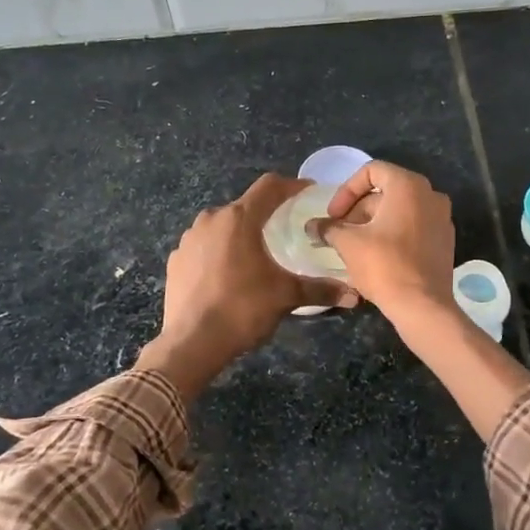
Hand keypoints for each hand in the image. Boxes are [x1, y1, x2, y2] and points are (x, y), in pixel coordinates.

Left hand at [138, 175, 356, 396]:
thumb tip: (354, 294)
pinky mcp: (175, 260)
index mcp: (239, 219)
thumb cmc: (242, 309)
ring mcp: (188, 239)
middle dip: (265, 215)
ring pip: (221, 226)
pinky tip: (226, 275)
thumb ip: (320, 289)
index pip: (270, 187)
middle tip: (283, 230)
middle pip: (244, 207)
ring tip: (255, 255)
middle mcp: (210, 219)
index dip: (292, 185)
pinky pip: (203, 246)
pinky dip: (218, 253)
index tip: (308, 191)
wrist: (191, 343)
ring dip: (239, 234)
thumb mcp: (286, 296)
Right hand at [320, 162, 457, 318]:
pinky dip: (393, 233)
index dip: (347, 190)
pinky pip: (414, 226)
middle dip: (358, 209)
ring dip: (373, 222)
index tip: (334, 215)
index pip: (371, 171)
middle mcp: (430, 195)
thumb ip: (328, 228)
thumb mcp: (348, 243)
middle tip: (339, 232)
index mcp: (408, 186)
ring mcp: (442, 218)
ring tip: (354, 245)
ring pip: (400, 209)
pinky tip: (376, 255)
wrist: (422, 306)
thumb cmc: (384, 265)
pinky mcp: (445, 241)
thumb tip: (312, 226)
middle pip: (386, 191)